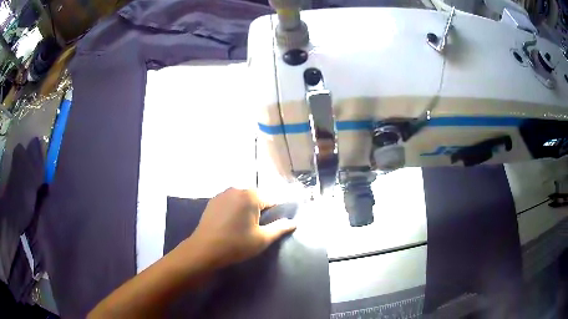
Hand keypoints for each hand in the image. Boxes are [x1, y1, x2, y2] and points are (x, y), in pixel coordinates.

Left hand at [185, 188, 296, 268]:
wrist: (204, 250)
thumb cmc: (236, 244)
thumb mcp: (262, 239)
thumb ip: (280, 228)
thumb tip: (294, 222)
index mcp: (250, 196)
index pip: (271, 199)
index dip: (275, 213)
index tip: (271, 226)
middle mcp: (236, 189)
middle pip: (256, 197)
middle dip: (260, 210)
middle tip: (257, 228)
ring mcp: (222, 194)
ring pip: (242, 199)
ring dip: (246, 209)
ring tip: (244, 227)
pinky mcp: (213, 201)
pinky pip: (230, 202)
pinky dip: (234, 209)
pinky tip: (231, 223)